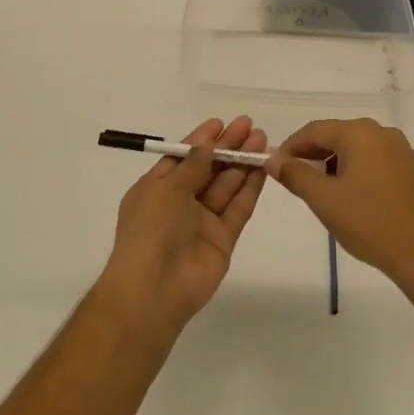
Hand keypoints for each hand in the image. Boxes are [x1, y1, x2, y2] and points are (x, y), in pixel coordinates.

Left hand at [97, 117, 267, 340]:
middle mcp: (179, 203)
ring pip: (226, 186)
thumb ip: (192, 166)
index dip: (201, 141)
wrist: (154, 291)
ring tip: (261, 140)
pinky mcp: (223, 240)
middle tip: (249, 126)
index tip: (221, 123)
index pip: (182, 158)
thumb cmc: (150, 230)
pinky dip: (249, 188)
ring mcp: (202, 222)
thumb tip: (207, 145)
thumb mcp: (166, 189)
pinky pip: (237, 209)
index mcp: (155, 189)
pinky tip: (262, 168)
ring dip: (242, 163)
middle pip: (207, 169)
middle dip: (227, 147)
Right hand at [268, 119, 413, 295]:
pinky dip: (356, 169)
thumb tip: (272, 159)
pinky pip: (374, 159)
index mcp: (359, 133)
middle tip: (294, 177)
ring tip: (321, 188)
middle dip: (312, 154)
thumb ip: (294, 174)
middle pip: (337, 135)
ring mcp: (400, 149)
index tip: (275, 165)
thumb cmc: (367, 221)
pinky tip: (350, 193)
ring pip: (356, 147)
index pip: (315, 130)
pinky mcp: (410, 168)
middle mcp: (382, 132)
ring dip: (334, 162)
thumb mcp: (323, 199)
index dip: (291, 146)